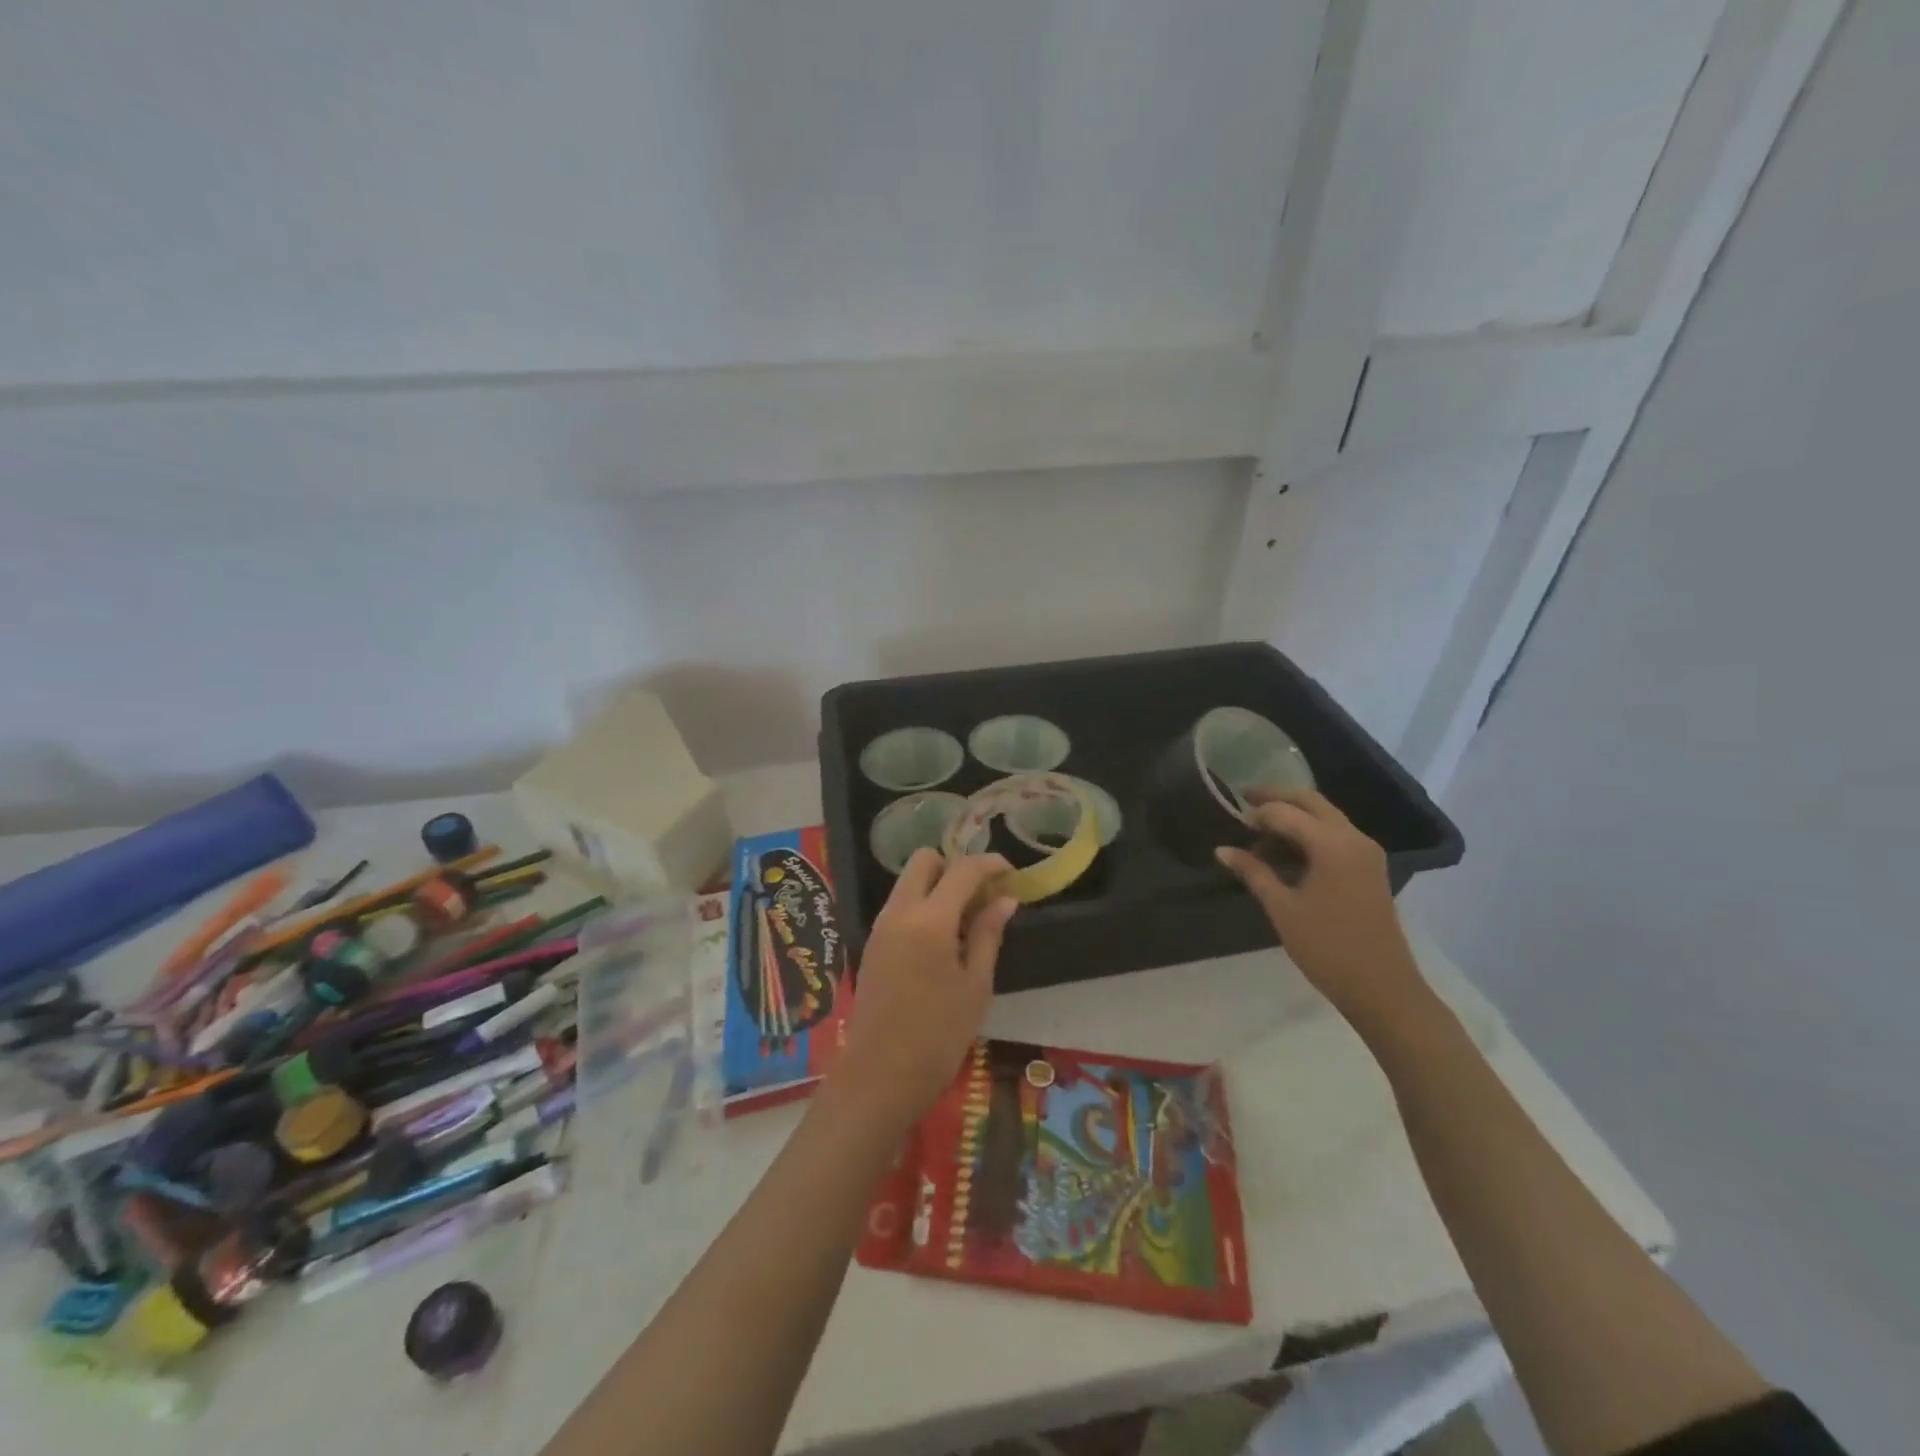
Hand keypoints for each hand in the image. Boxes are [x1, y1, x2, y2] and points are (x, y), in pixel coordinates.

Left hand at [832, 850, 1017, 1127]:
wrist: (879, 1077)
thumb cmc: (938, 1036)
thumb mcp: (975, 986)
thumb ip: (988, 935)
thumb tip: (1005, 900)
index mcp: (929, 920)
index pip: (962, 870)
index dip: (989, 864)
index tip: (1011, 872)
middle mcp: (899, 912)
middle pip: (924, 861)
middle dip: (955, 866)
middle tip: (982, 894)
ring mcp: (881, 926)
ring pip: (909, 882)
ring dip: (938, 885)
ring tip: (969, 918)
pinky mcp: (873, 943)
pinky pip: (900, 905)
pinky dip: (924, 904)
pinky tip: (945, 937)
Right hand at [1215, 789, 1425, 1030]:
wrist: (1382, 988)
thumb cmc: (1327, 948)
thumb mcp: (1282, 909)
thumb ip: (1253, 872)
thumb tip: (1222, 850)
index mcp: (1332, 845)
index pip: (1286, 812)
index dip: (1257, 813)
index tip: (1232, 820)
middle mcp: (1354, 838)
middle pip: (1311, 802)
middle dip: (1277, 798)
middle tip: (1245, 801)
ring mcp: (1366, 852)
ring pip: (1325, 817)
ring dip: (1294, 817)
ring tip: (1259, 834)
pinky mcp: (1369, 868)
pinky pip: (1335, 836)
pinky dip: (1309, 834)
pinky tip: (1285, 853)